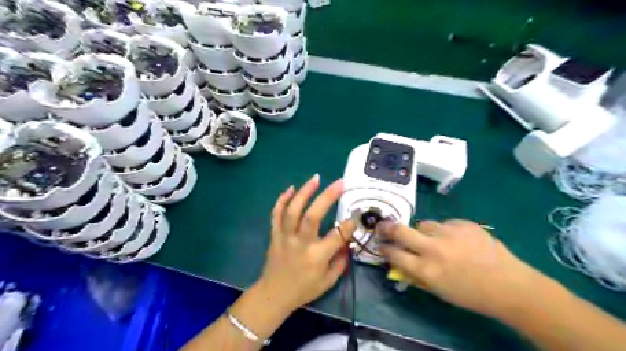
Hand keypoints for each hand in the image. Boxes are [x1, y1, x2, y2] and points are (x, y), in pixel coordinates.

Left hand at [255, 174, 353, 312]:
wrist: (274, 294)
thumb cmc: (304, 289)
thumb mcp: (329, 281)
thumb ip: (341, 260)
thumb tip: (347, 240)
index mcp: (316, 257)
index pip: (337, 236)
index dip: (348, 225)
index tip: (354, 217)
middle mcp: (300, 243)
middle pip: (312, 216)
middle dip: (327, 197)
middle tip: (339, 183)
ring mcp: (285, 237)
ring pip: (293, 210)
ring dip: (304, 192)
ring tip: (316, 178)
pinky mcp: (274, 234)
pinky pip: (276, 214)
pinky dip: (282, 199)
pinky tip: (291, 188)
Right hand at [378, 220, 545, 318]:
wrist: (510, 286)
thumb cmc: (471, 295)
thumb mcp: (439, 291)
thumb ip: (416, 275)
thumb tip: (398, 263)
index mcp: (426, 270)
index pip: (394, 254)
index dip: (384, 249)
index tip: (381, 245)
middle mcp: (434, 248)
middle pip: (401, 230)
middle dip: (387, 228)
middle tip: (382, 226)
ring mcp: (449, 233)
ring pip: (424, 224)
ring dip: (422, 231)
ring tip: (434, 239)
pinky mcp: (463, 224)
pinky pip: (445, 223)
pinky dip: (445, 231)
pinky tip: (457, 240)